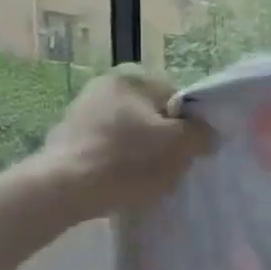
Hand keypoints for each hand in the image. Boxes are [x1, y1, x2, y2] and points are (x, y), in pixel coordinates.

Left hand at [28, 67, 212, 219]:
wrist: (63, 190)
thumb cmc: (127, 161)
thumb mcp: (179, 147)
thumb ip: (201, 134)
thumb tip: (207, 134)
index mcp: (133, 79)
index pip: (176, 99)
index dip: (187, 127)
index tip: (186, 152)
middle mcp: (104, 86)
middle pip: (151, 117)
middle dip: (162, 141)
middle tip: (166, 168)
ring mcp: (80, 112)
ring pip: (129, 134)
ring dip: (138, 153)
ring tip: (141, 181)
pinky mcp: (66, 139)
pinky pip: (105, 149)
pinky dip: (114, 163)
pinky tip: (117, 184)